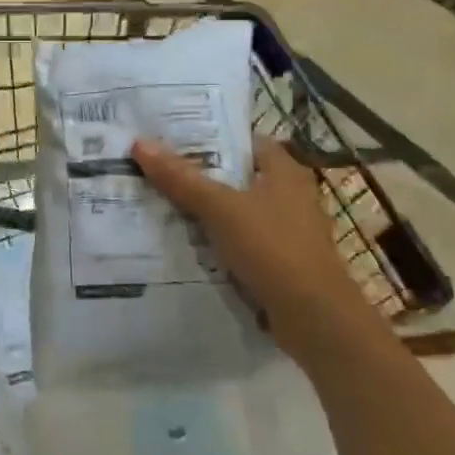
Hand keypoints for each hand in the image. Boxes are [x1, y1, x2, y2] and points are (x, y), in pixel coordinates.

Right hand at [131, 136, 382, 358]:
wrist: (314, 317)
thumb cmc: (272, 248)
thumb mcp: (220, 208)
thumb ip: (181, 178)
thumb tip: (140, 143)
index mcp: (285, 172)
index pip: (247, 141)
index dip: (213, 137)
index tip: (174, 137)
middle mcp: (291, 196)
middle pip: (239, 177)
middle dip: (202, 175)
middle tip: (159, 169)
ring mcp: (288, 232)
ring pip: (238, 211)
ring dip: (208, 210)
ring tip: (163, 203)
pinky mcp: (281, 263)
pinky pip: (242, 242)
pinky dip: (218, 241)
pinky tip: (188, 243)